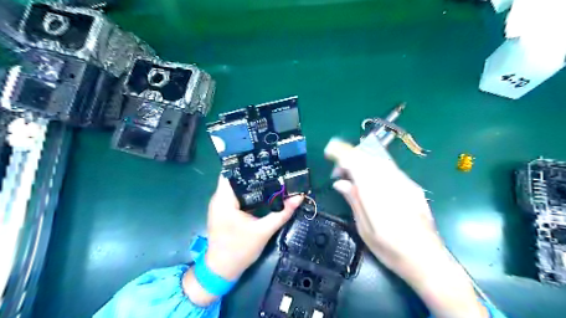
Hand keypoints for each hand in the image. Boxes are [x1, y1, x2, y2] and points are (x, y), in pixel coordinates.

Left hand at [184, 175, 302, 305]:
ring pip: (236, 186)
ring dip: (252, 181)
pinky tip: (263, 190)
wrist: (222, 271)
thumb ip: (282, 213)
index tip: (264, 157)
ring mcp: (221, 205)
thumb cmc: (239, 250)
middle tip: (272, 164)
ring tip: (270, 173)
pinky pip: (237, 195)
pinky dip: (249, 192)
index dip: (246, 163)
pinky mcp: (225, 211)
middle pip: (235, 177)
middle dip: (253, 171)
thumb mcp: (263, 231)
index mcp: (224, 199)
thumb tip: (299, 197)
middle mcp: (219, 198)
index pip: (231, 172)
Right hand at [325, 140, 488, 317]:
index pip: (357, 162)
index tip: (330, 152)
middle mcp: (391, 182)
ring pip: (380, 161)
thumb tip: (340, 182)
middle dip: (351, 157)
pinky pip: (390, 168)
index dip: (342, 153)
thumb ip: (354, 201)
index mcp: (376, 193)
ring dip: (363, 161)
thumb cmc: (391, 249)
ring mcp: (405, 183)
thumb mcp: (365, 229)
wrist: (428, 260)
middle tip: (340, 171)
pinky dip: (375, 167)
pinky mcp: (413, 187)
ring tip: (353, 175)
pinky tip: (372, 180)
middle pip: (368, 157)